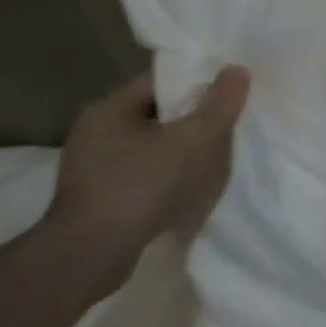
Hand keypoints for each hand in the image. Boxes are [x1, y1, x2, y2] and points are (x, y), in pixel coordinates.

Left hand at [44, 67, 249, 284]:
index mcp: (109, 109)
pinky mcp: (100, 193)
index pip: (163, 79)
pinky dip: (170, 169)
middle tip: (232, 119)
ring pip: (155, 141)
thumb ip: (220, 103)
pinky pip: (146, 167)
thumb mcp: (193, 140)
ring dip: (185, 144)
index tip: (232, 89)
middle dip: (197, 114)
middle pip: (160, 110)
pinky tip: (193, 181)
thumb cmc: (140, 186)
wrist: (88, 258)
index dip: (201, 79)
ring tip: (219, 151)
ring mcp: (94, 164)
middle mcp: (96, 131)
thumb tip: (237, 69)